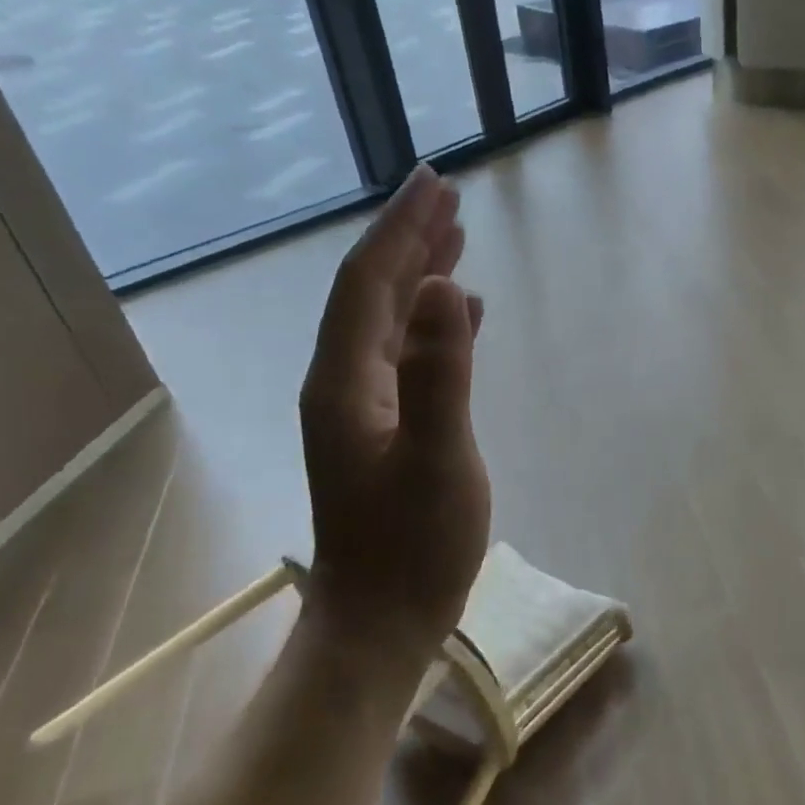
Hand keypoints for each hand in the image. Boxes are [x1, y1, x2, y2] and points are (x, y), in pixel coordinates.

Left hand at [299, 167, 490, 660]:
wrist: (380, 622)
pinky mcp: (383, 429)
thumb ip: (439, 372)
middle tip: (449, 196)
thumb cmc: (414, 546)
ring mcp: (361, 407)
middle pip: (373, 293)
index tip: (435, 182)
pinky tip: (461, 313)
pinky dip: (432, 323)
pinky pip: (405, 354)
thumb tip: (441, 287)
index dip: (401, 229)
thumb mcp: (438, 458)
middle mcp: (343, 382)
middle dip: (409, 239)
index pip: (369, 283)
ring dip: (419, 275)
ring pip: (388, 321)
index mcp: (346, 380)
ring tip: (455, 239)